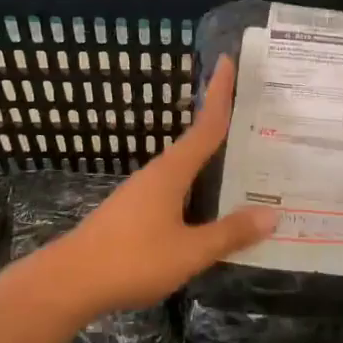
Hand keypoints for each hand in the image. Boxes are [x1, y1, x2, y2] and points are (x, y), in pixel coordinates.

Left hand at [49, 57, 276, 317]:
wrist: (70, 282)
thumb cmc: (133, 259)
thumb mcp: (190, 251)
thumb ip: (230, 232)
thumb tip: (272, 214)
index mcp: (172, 172)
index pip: (206, 125)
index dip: (220, 94)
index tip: (228, 61)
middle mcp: (158, 174)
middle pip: (197, 143)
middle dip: (224, 127)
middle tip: (258, 118)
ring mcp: (142, 194)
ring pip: (187, 170)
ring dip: (212, 163)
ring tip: (245, 165)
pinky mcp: (134, 213)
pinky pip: (176, 191)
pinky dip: (199, 190)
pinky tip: (210, 209)